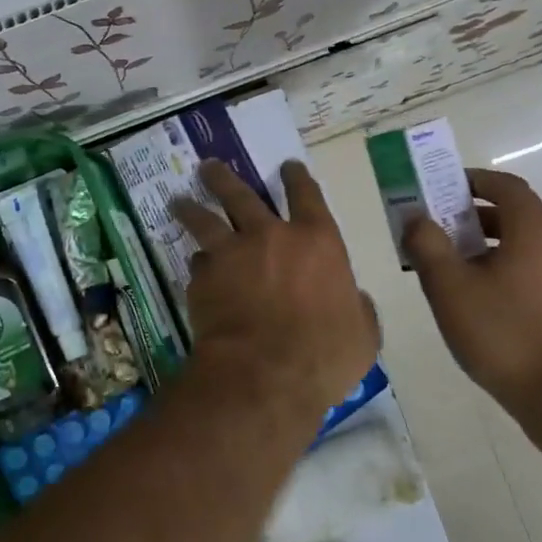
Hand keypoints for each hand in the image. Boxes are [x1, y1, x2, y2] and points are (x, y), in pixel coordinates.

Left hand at [173, 160, 378, 411]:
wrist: (263, 374)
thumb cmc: (324, 355)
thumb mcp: (362, 334)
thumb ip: (358, 309)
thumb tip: (354, 300)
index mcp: (317, 241)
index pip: (307, 195)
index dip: (297, 178)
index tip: (288, 166)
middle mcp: (270, 236)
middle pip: (242, 195)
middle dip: (224, 178)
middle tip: (208, 166)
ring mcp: (231, 254)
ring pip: (206, 220)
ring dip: (192, 208)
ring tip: (178, 201)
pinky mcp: (203, 278)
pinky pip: (198, 264)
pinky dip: (197, 264)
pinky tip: (192, 268)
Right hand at [404, 169, 541, 419]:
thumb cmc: (501, 332)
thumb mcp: (449, 287)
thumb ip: (427, 244)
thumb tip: (416, 216)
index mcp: (535, 231)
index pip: (508, 186)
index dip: (476, 180)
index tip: (446, 188)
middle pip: (518, 215)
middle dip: (477, 216)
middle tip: (442, 229)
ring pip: (528, 246)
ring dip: (493, 245)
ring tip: (458, 268)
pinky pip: (538, 272)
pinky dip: (511, 269)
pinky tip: (486, 300)